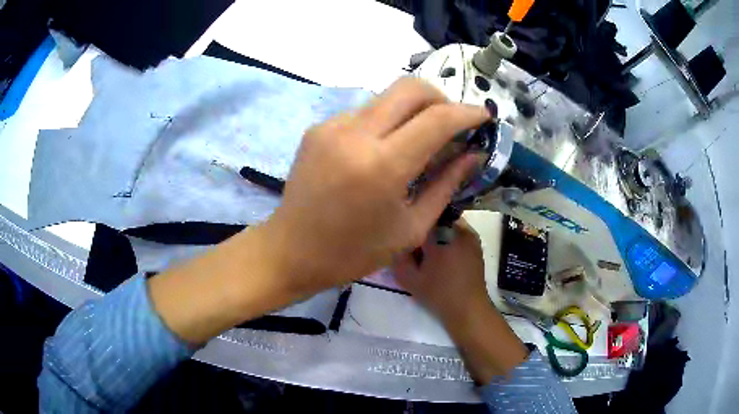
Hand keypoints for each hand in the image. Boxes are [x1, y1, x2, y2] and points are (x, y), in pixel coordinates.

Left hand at [149, 78, 488, 343]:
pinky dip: (385, 121)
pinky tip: (384, 148)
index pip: (437, 119)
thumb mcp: (411, 227)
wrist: (292, 250)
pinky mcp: (319, 128)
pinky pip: (364, 112)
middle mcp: (355, 134)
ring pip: (387, 97)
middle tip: (452, 122)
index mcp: (383, 166)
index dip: (467, 113)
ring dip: (412, 110)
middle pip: (410, 88)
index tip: (484, 116)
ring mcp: (332, 126)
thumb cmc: (354, 251)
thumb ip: (447, 184)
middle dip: (441, 98)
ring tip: (420, 138)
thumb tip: (474, 154)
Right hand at [393, 220, 528, 382]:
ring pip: (447, 225)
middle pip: (435, 220)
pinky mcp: (476, 245)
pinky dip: (448, 239)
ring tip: (429, 252)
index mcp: (441, 236)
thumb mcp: (410, 279)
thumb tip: (397, 240)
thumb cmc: (438, 294)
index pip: (421, 218)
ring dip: (437, 234)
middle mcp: (458, 230)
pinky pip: (457, 233)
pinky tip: (443, 256)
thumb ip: (399, 257)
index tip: (406, 236)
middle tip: (416, 246)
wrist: (468, 309)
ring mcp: (470, 236)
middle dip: (424, 229)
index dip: (411, 225)